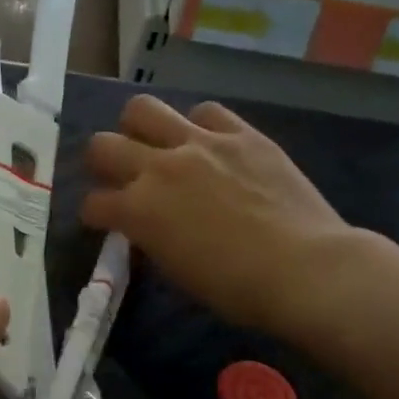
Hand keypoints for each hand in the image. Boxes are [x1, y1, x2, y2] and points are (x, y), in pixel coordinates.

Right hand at [82, 96, 368, 336]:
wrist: (305, 269)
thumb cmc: (236, 289)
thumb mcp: (176, 272)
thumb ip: (150, 240)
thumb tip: (145, 228)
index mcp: (138, 211)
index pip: (93, 203)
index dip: (95, 214)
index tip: (103, 221)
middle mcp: (158, 168)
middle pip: (102, 145)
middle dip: (101, 162)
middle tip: (118, 174)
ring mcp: (200, 144)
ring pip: (143, 109)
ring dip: (139, 127)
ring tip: (154, 143)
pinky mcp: (241, 134)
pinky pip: (207, 111)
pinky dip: (199, 125)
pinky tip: (209, 142)